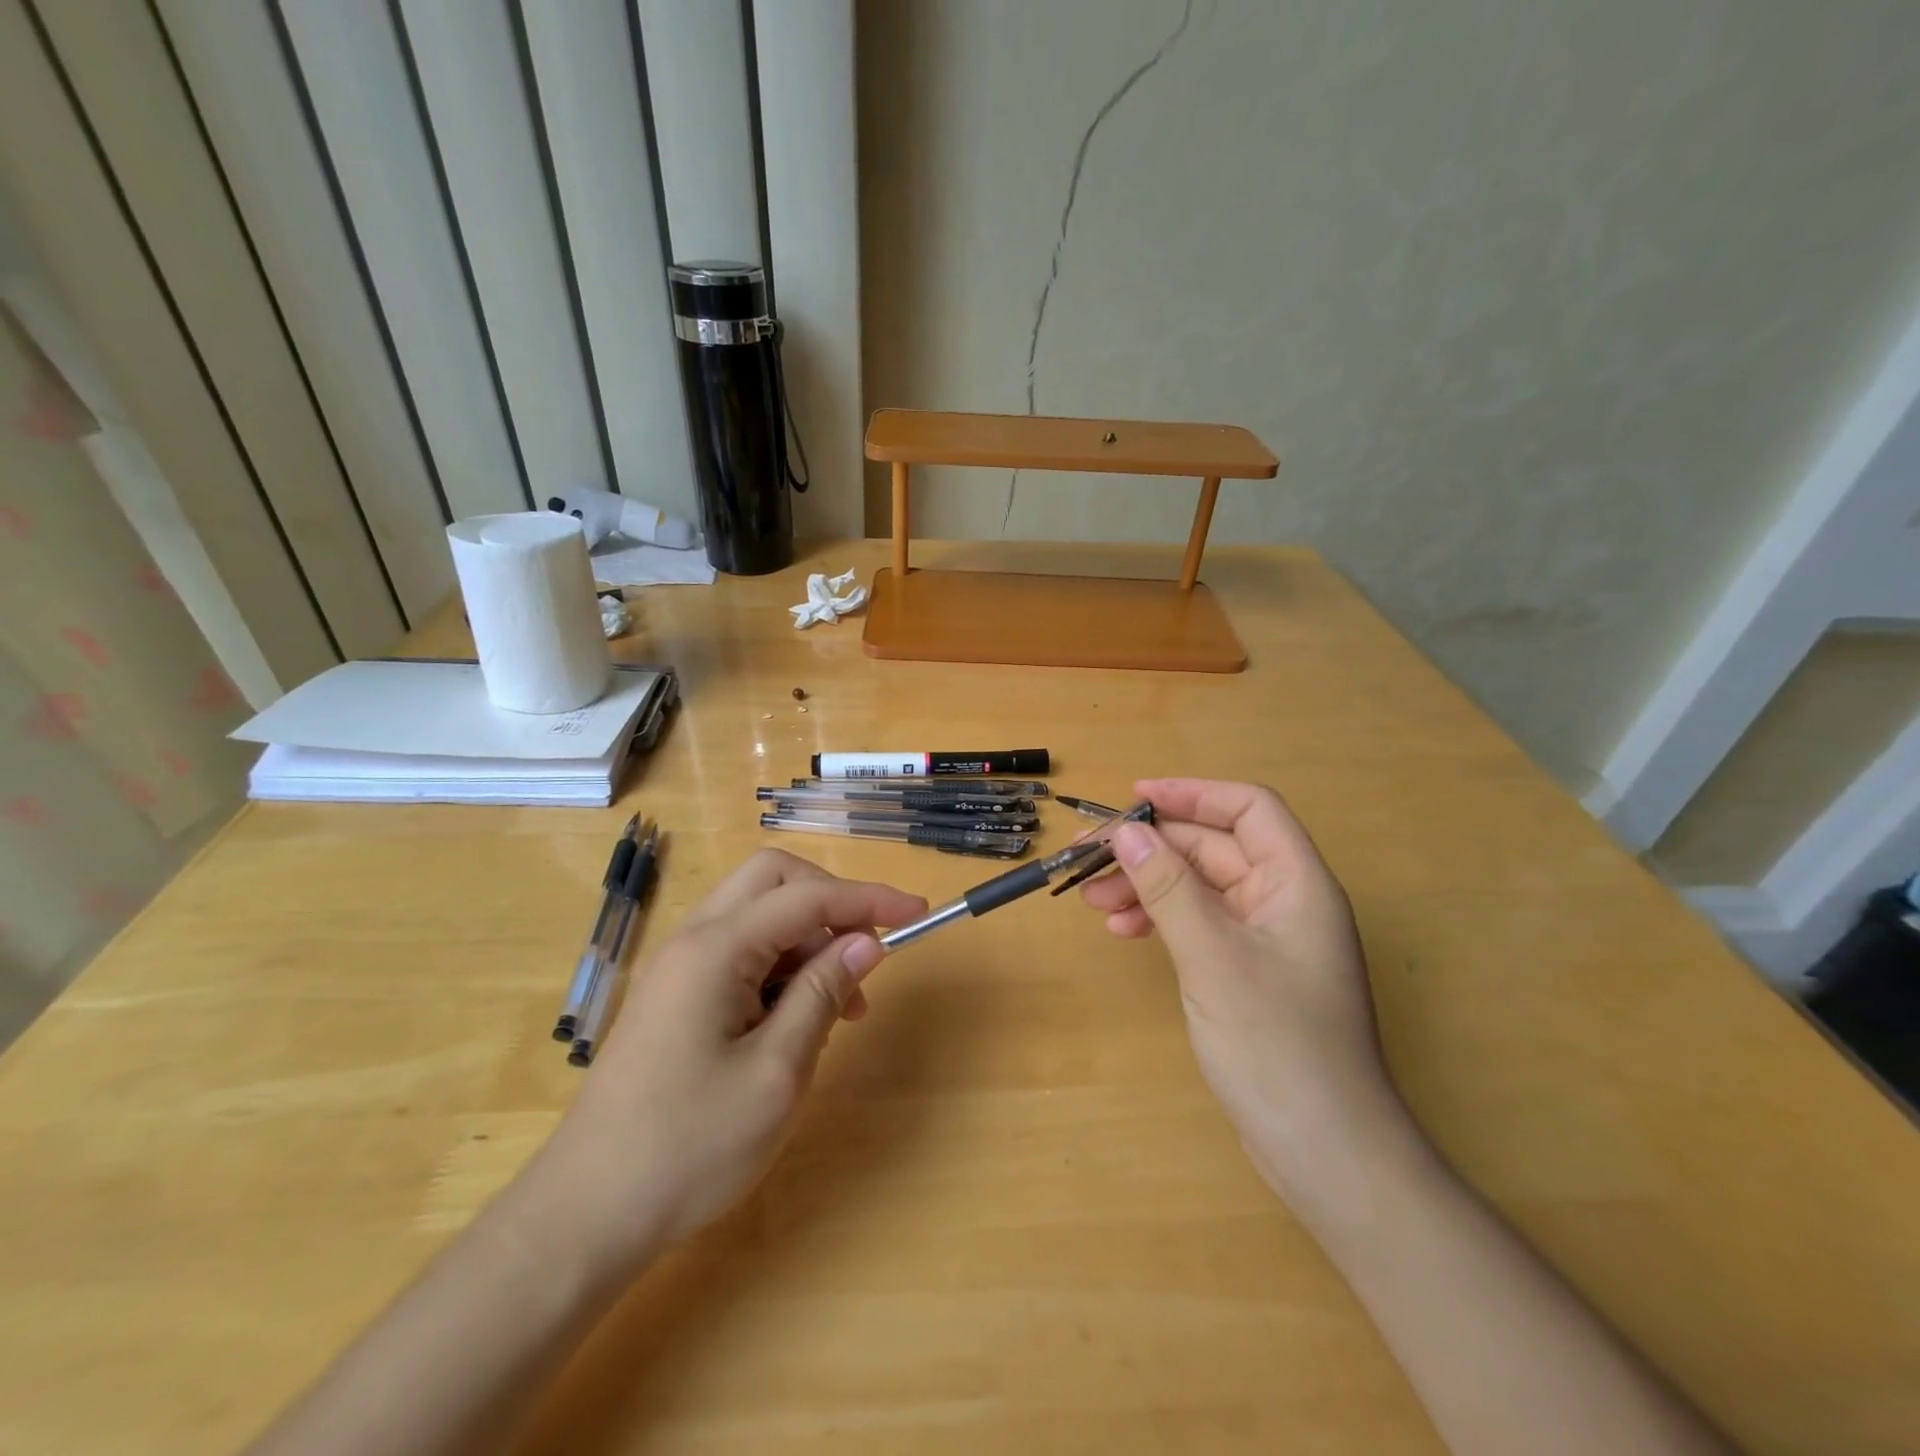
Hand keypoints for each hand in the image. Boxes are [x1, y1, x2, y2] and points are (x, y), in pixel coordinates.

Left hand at [544, 849, 926, 1264]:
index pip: (808, 897)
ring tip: (843, 1006)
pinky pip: (741, 951)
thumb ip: (823, 994)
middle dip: (831, 903)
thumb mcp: (776, 1072)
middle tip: (866, 954)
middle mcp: (693, 939)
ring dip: (808, 940)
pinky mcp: (676, 994)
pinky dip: (781, 965)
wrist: (585, 1216)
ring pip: (758, 915)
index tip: (918, 913)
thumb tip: (866, 943)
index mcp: (715, 949)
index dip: (869, 899)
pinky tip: (799, 1019)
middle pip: (774, 881)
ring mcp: (679, 966)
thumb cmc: (689, 1148)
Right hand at [1081, 779, 1405, 1196]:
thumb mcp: (1213, 957)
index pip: (1248, 809)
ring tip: (1092, 899)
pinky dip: (1159, 919)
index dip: (1192, 794)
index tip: (1133, 796)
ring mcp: (1264, 938)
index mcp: (1296, 883)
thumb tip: (1125, 830)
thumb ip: (1167, 888)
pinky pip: (1197, 923)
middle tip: (1086, 857)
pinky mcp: (1246, 971)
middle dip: (1150, 848)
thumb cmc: (1277, 1045)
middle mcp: (1284, 901)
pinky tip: (1123, 932)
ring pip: (1197, 886)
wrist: (1326, 1153)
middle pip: (1212, 848)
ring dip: (1146, 884)